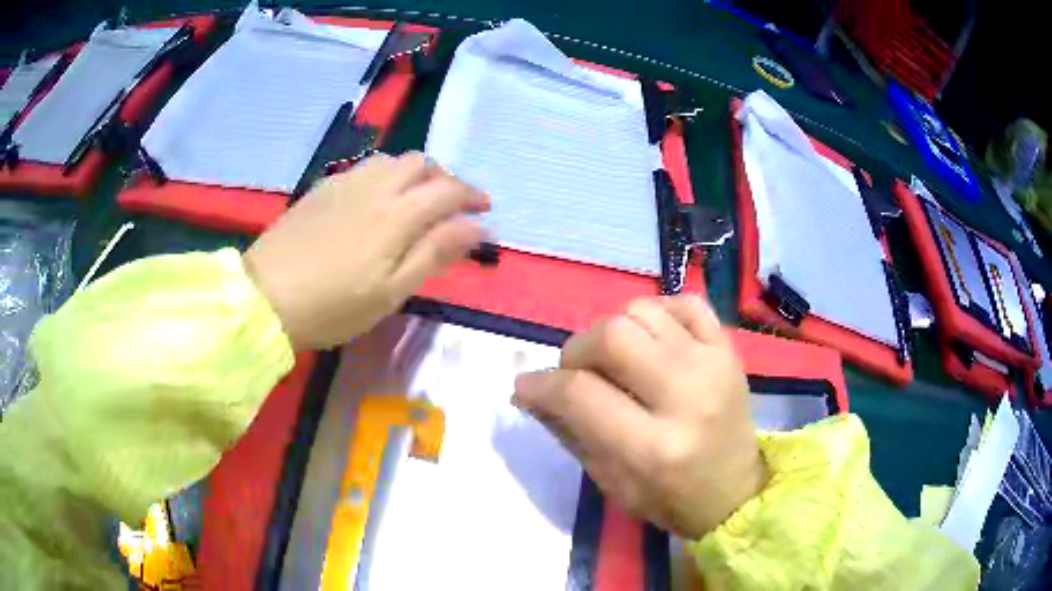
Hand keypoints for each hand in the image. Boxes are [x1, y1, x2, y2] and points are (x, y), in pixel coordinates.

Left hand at [244, 152, 488, 349]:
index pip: (448, 190)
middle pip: (422, 164)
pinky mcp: (323, 188)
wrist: (265, 296)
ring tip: (418, 198)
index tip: (486, 210)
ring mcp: (346, 183)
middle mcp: (375, 187)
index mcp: (397, 215)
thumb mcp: (391, 292)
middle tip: (453, 205)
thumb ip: (435, 254)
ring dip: (416, 173)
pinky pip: (366, 167)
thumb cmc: (333, 305)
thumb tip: (477, 228)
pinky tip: (379, 197)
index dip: (472, 196)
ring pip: (393, 160)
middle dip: (446, 179)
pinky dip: (387, 174)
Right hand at [513, 296, 766, 538]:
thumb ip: (569, 431)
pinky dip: (658, 313)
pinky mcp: (729, 349)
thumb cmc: (670, 499)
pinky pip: (685, 303)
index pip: (579, 394)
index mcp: (653, 448)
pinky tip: (653, 340)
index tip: (526, 386)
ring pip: (642, 311)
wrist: (736, 491)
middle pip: (610, 337)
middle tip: (576, 373)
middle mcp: (686, 397)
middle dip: (577, 351)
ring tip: (616, 359)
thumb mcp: (610, 482)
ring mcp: (713, 365)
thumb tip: (531, 390)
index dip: (541, 384)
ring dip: (614, 330)